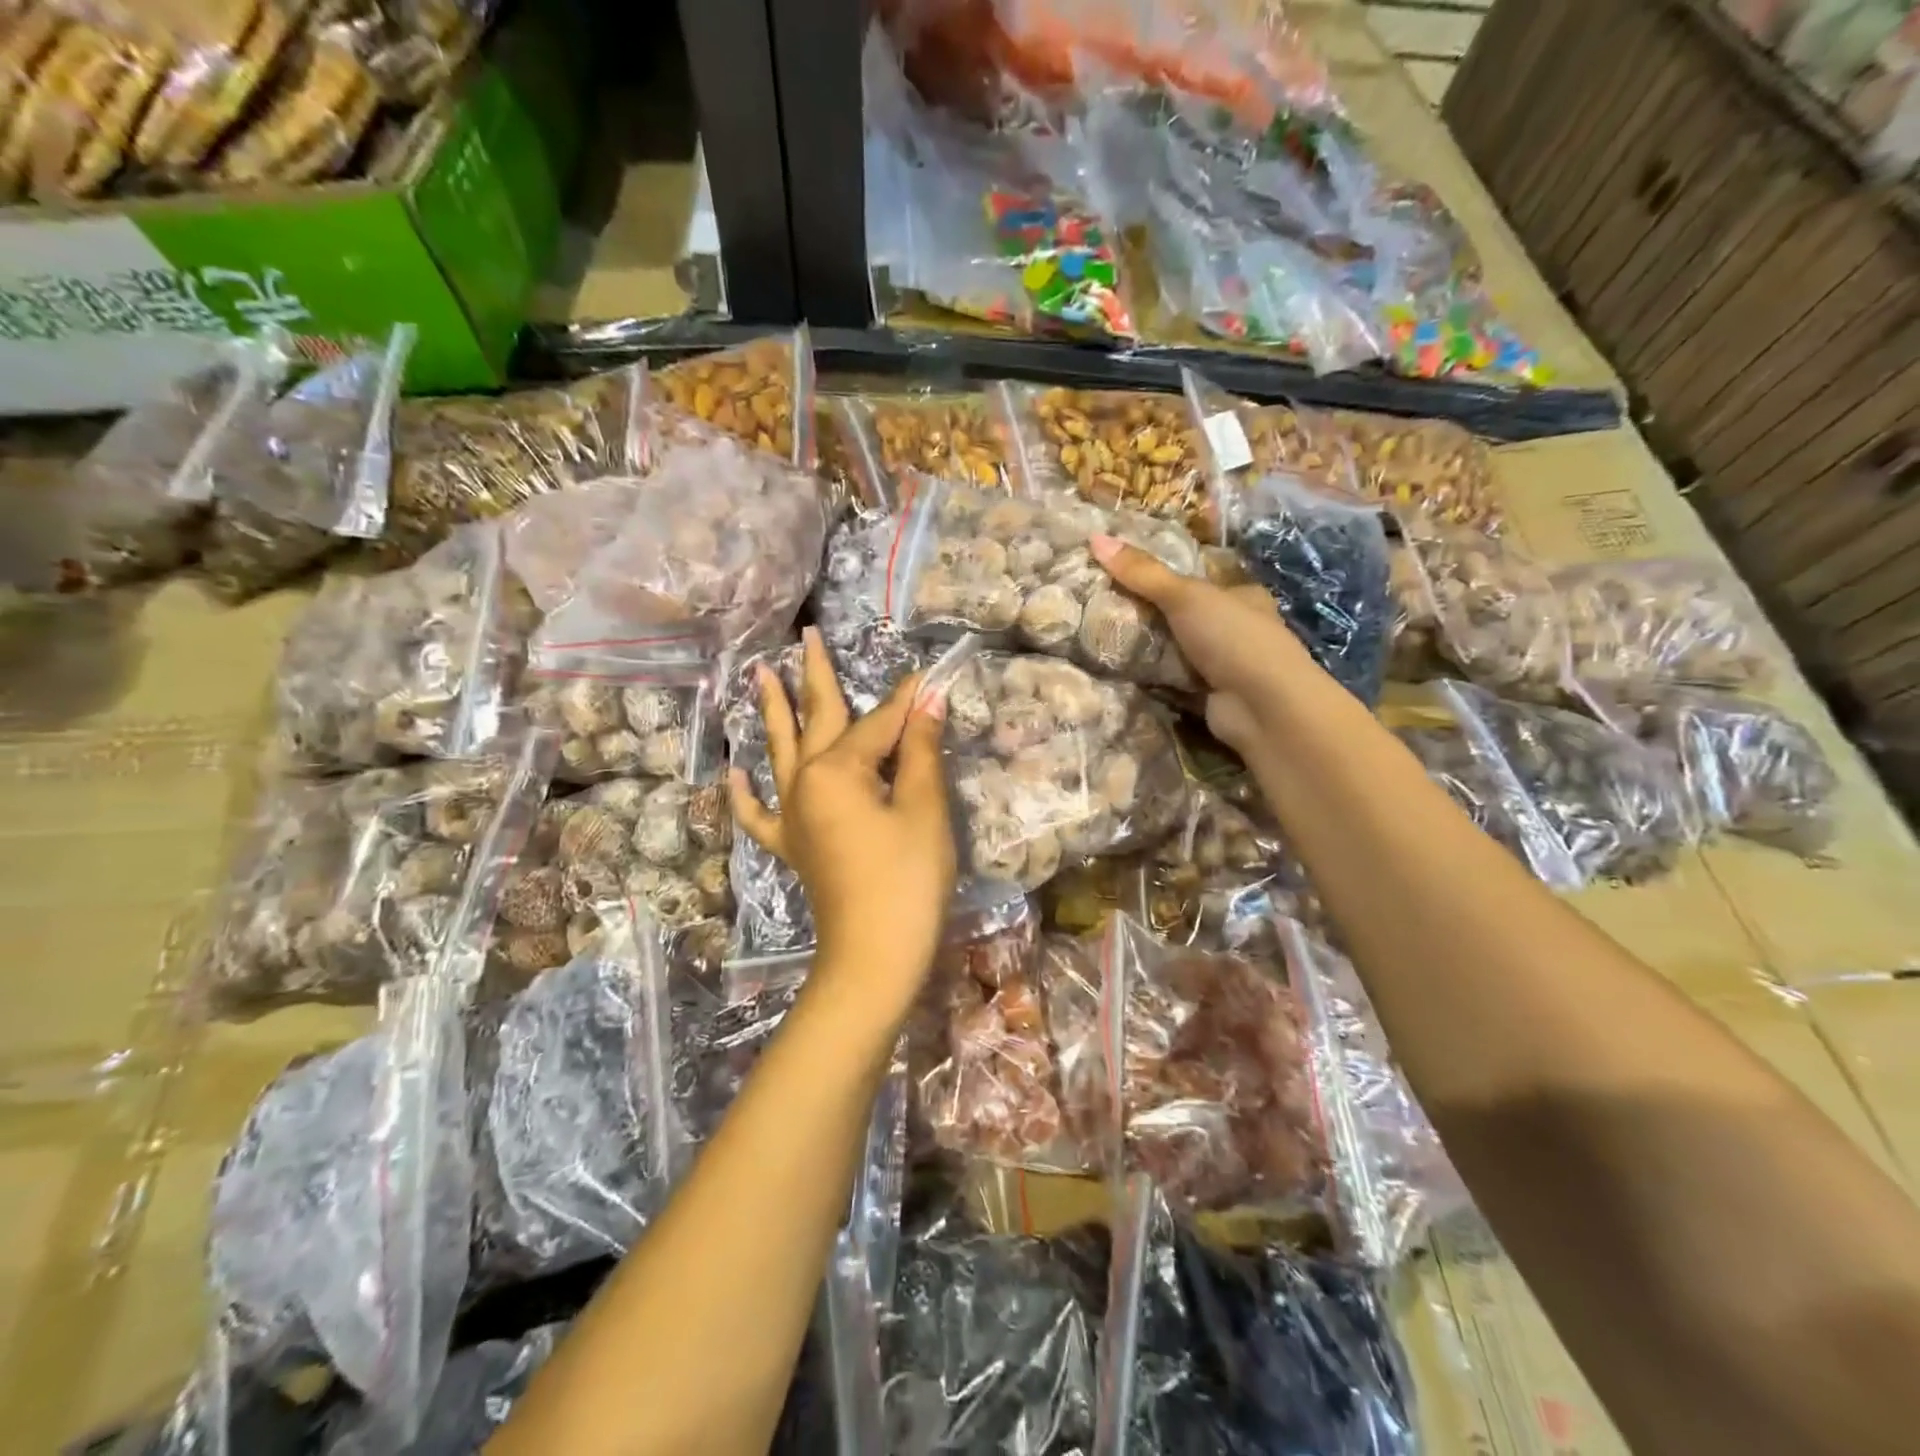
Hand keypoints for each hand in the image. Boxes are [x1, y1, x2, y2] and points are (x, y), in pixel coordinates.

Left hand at [729, 628, 955, 1018]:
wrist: (874, 956)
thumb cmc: (906, 879)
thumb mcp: (923, 809)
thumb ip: (919, 751)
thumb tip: (927, 698)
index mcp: (836, 770)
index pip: (878, 723)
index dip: (906, 702)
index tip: (926, 676)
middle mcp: (804, 783)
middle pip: (815, 720)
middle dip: (815, 676)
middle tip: (806, 635)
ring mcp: (792, 816)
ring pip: (781, 752)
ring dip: (774, 713)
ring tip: (760, 675)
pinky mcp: (791, 846)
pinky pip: (760, 814)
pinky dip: (746, 794)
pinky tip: (735, 773)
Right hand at [1090, 533, 1316, 753]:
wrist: (1263, 707)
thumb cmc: (1233, 638)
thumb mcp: (1185, 596)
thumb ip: (1143, 573)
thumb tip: (1096, 538)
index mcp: (1242, 595)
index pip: (1199, 580)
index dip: (1164, 577)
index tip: (1124, 575)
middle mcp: (1237, 628)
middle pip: (1185, 616)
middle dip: (1151, 614)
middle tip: (1105, 607)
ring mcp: (1225, 665)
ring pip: (1178, 649)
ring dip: (1150, 648)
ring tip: (1103, 636)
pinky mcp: (1211, 696)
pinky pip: (1174, 681)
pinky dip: (1154, 678)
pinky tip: (1122, 672)